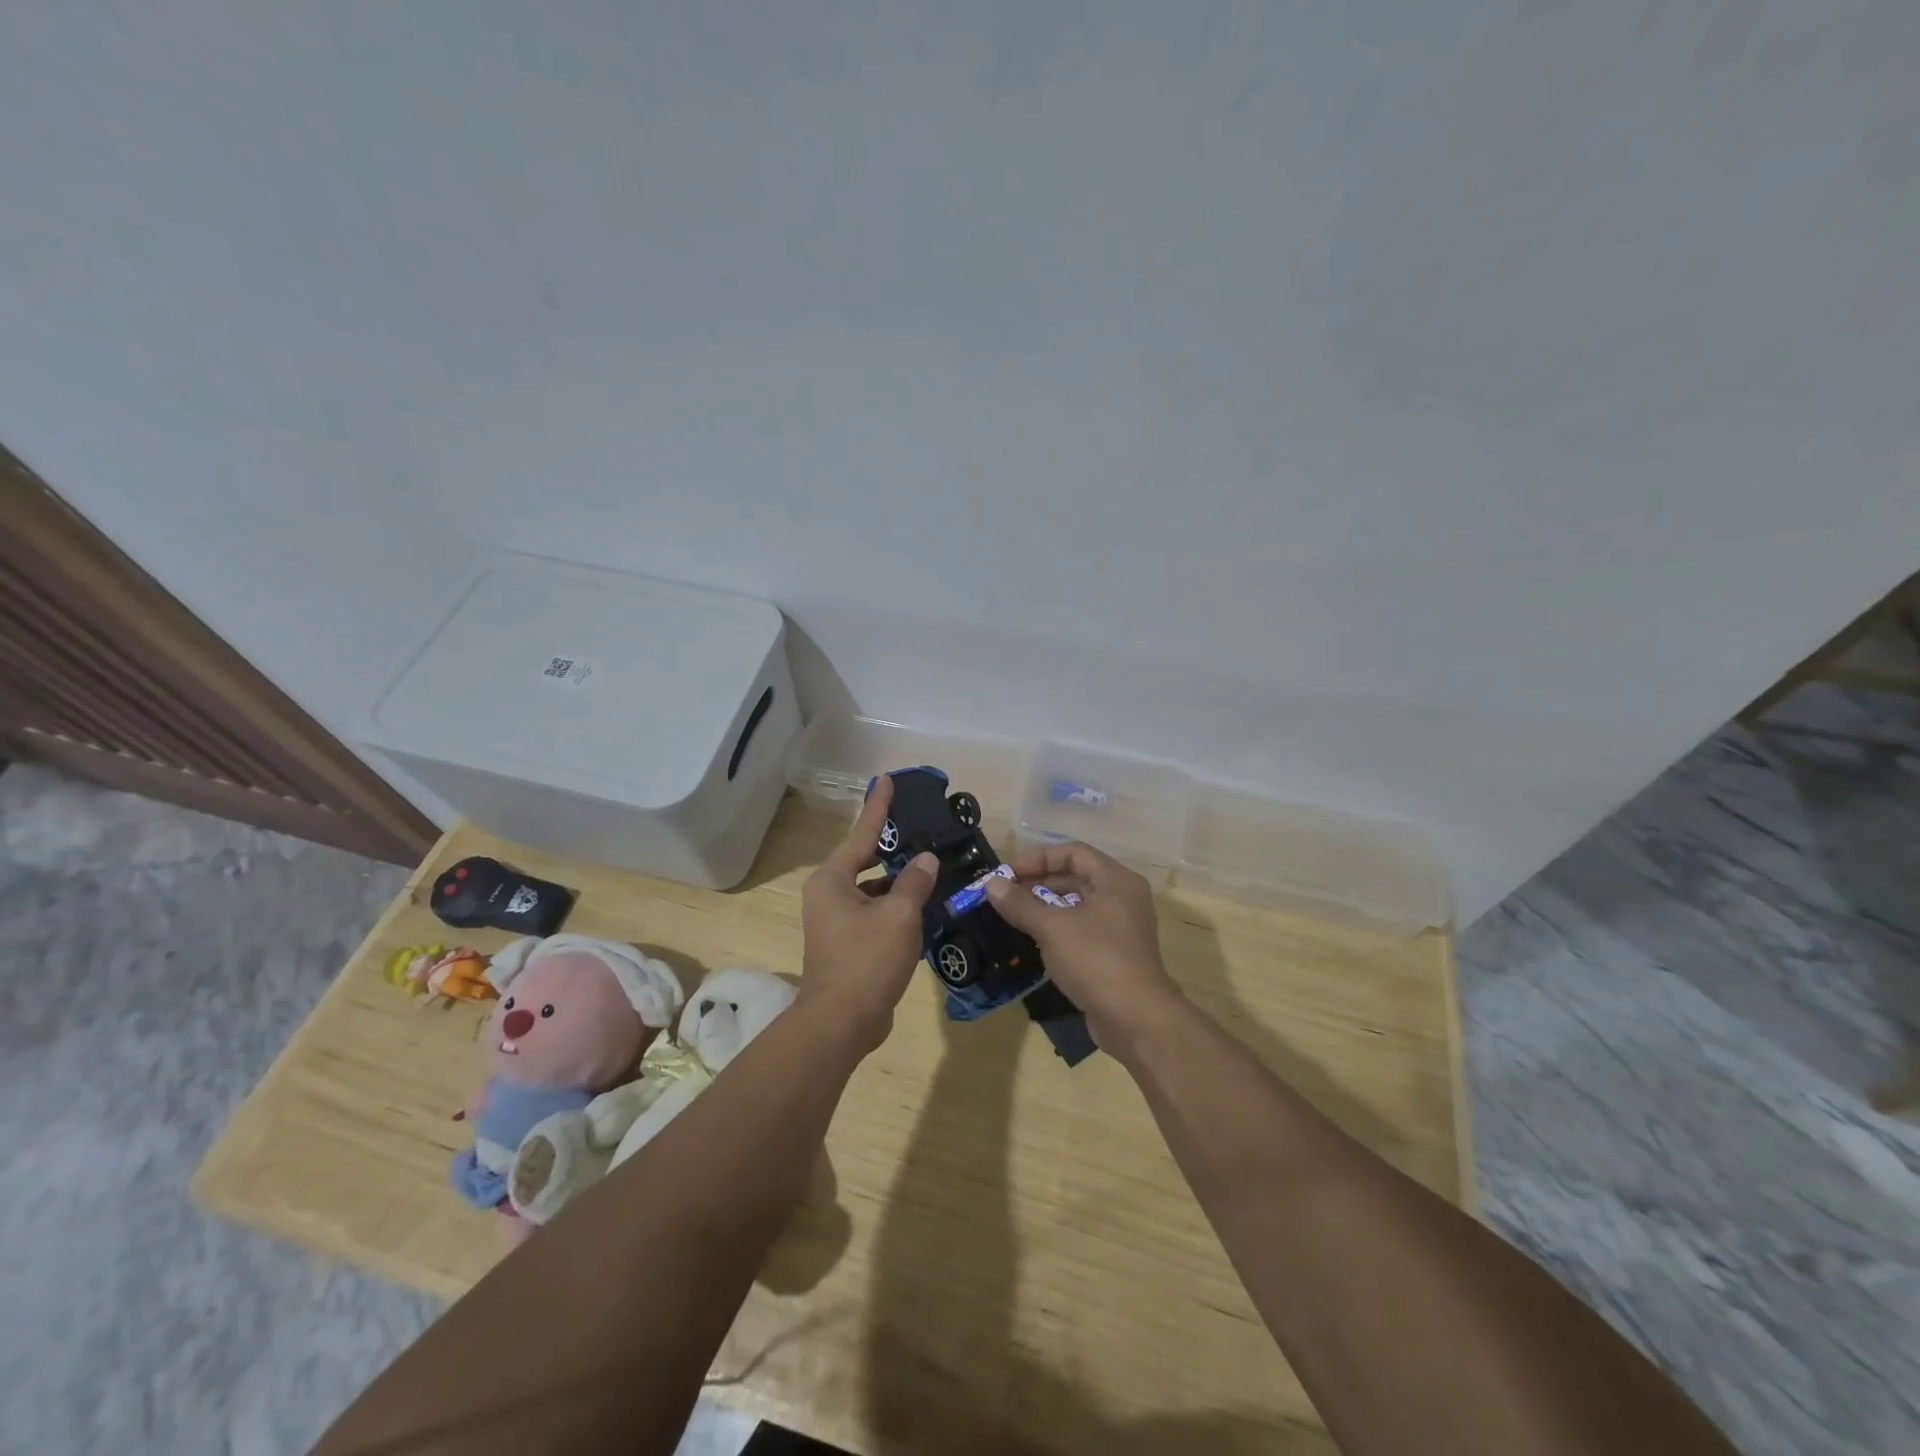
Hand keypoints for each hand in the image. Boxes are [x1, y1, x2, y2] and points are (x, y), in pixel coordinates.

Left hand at [798, 774, 939, 1051]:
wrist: (841, 1023)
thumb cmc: (866, 961)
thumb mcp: (899, 915)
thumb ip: (915, 881)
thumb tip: (926, 859)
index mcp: (832, 880)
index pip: (862, 833)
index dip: (878, 806)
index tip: (887, 779)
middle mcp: (828, 894)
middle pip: (864, 859)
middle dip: (890, 844)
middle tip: (917, 825)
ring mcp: (834, 920)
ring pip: (871, 888)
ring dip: (897, 880)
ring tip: (929, 864)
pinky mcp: (846, 943)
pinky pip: (874, 911)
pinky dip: (895, 905)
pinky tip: (923, 904)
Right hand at [985, 840, 1184, 1051]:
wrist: (1136, 1020)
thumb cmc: (1096, 960)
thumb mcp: (1052, 928)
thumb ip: (1020, 903)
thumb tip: (991, 884)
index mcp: (1116, 880)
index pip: (1073, 852)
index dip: (1038, 858)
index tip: (1008, 874)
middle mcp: (1123, 897)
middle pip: (1076, 876)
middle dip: (1039, 882)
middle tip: (1006, 895)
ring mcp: (1122, 927)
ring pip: (1078, 905)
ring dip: (1046, 907)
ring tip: (1014, 916)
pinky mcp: (1116, 954)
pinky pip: (1083, 929)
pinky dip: (1058, 929)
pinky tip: (1034, 941)